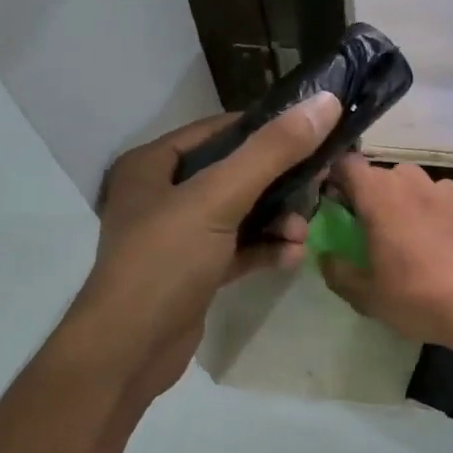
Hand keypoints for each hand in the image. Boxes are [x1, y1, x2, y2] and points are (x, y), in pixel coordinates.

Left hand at [68, 93, 342, 401]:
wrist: (129, 350)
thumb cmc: (164, 261)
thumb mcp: (217, 198)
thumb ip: (271, 152)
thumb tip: (324, 103)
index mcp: (152, 164)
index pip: (218, 131)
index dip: (266, 128)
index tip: (313, 132)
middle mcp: (162, 195)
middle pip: (234, 174)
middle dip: (278, 182)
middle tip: (319, 184)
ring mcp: (178, 237)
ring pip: (240, 215)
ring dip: (276, 221)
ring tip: (302, 232)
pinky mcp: (195, 273)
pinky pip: (238, 250)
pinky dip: (264, 251)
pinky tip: (291, 257)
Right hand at [319, 154, 452, 349]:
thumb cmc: (416, 298)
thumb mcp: (364, 295)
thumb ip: (336, 271)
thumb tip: (327, 255)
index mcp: (378, 196)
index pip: (345, 164)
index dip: (334, 180)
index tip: (333, 206)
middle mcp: (409, 182)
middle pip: (376, 174)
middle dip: (364, 194)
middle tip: (362, 228)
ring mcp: (441, 190)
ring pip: (407, 181)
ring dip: (396, 198)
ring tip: (399, 233)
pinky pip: (434, 194)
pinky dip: (425, 206)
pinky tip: (430, 238)